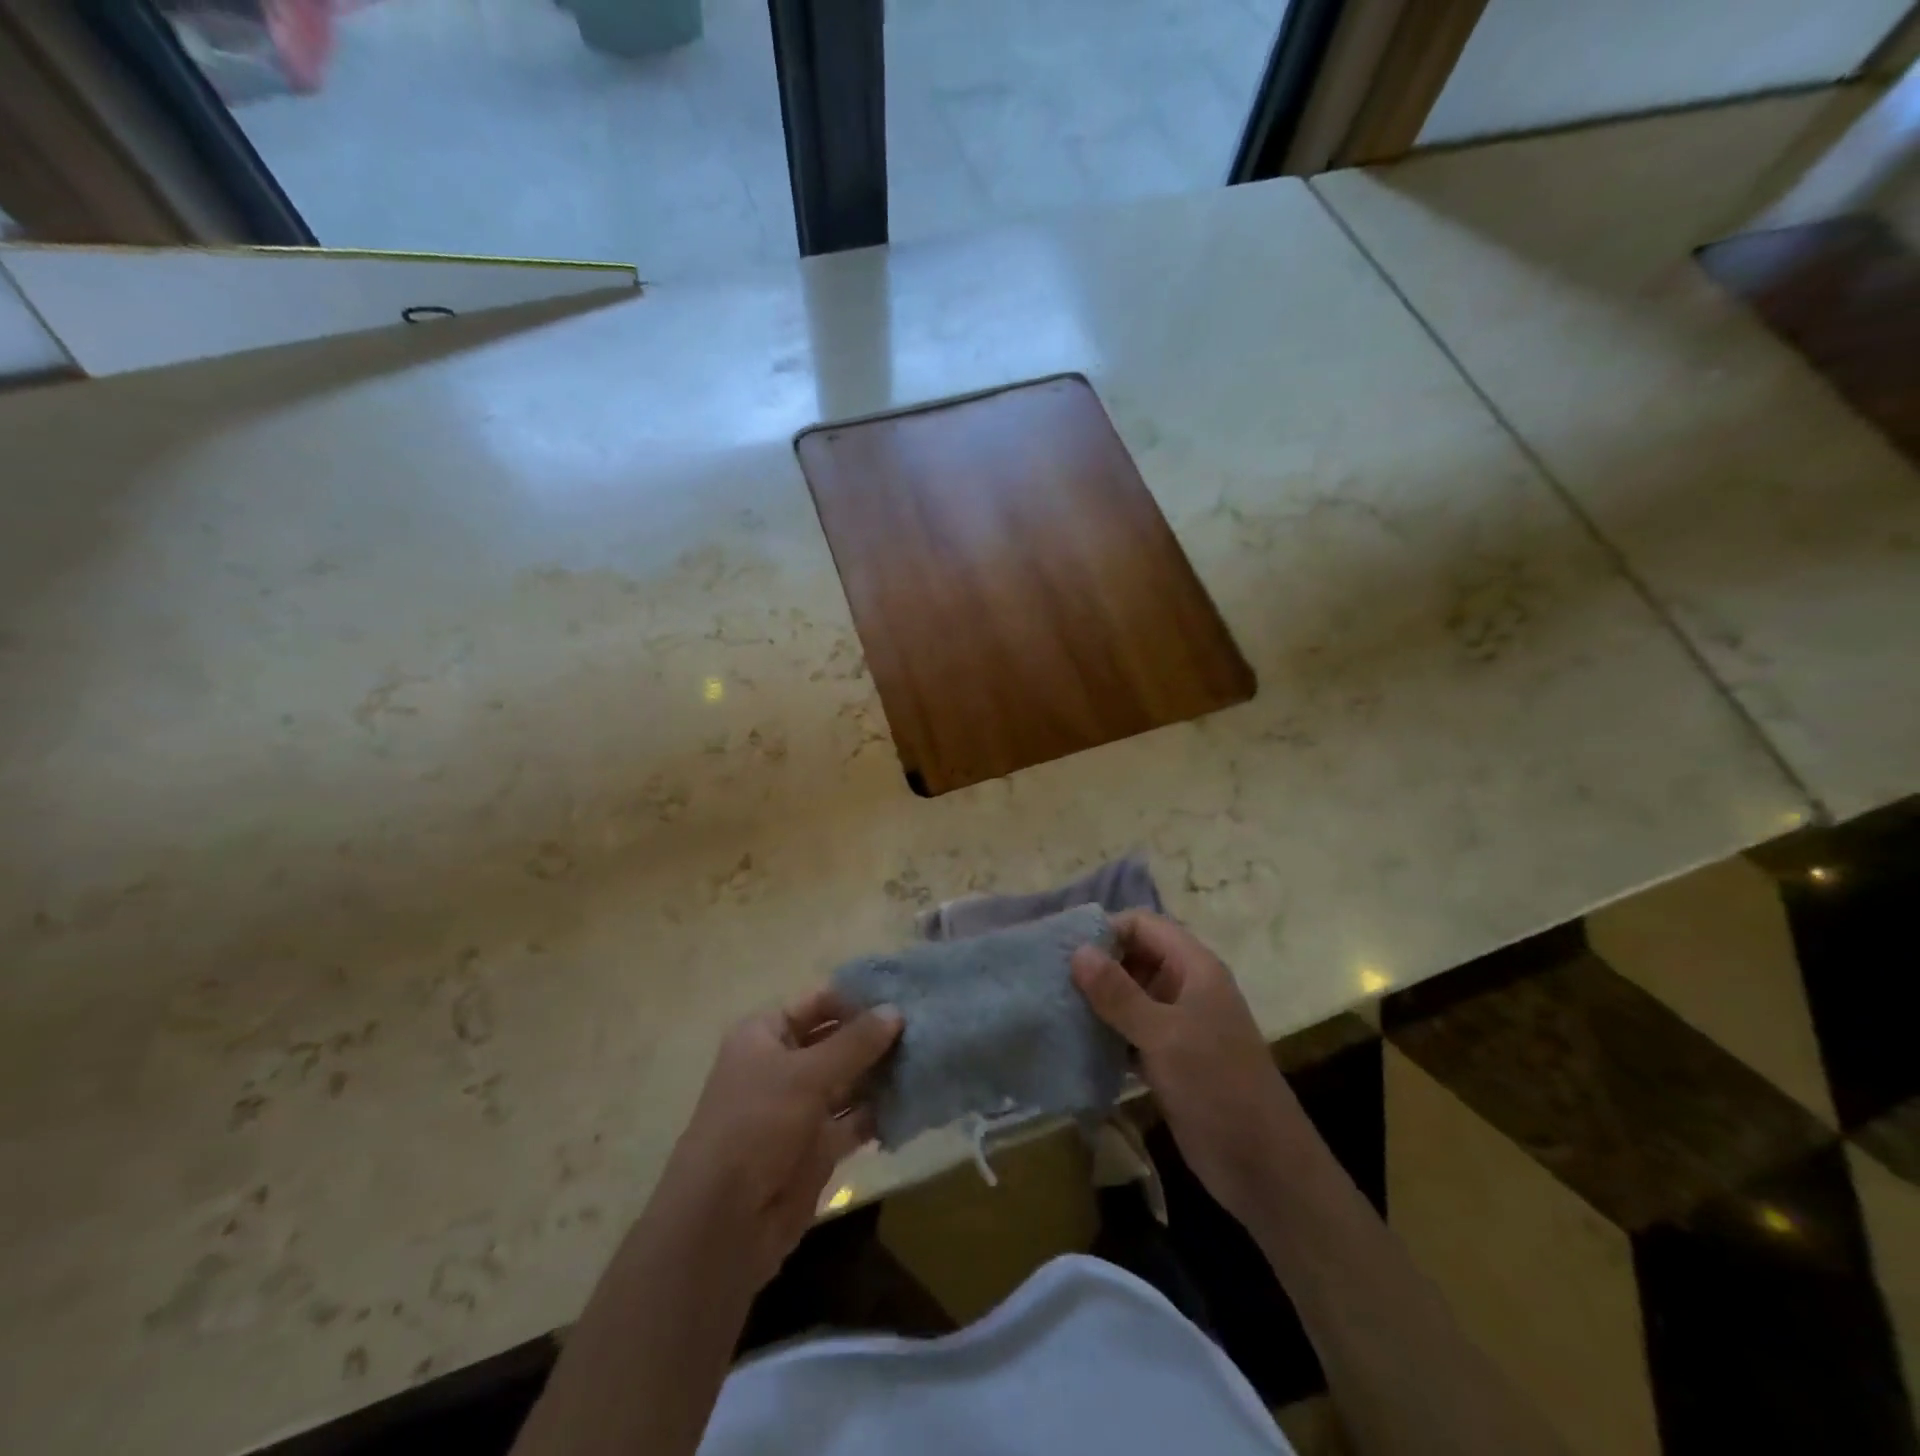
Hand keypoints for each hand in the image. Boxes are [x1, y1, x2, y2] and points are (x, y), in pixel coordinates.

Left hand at [652, 989, 901, 1290]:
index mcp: (766, 1034)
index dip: (858, 997)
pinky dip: (881, 1111)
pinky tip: (916, 1098)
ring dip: (884, 1072)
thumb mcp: (806, 1074)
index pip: (819, 1002)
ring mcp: (801, 1107)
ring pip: (850, 1080)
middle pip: (838, 1040)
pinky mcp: (818, 1146)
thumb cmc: (756, 1126)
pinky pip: (856, 1119)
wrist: (722, 1224)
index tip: (906, 992)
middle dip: (877, 1035)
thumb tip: (896, 1011)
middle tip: (929, 1023)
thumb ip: (854, 1042)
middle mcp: (783, 1065)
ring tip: (931, 1056)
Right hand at [1072, 911, 1306, 1223]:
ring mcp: (1177, 1024)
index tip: (1063, 948)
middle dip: (1095, 965)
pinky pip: (1129, 1031)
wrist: (1264, 1168)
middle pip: (1133, 957)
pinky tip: (1073, 1041)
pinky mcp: (1168, 1058)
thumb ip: (1118, 992)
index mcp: (1194, 968)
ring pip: (1129, 996)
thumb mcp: (1164, 1035)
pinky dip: (1105, 1032)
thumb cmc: (1218, 1087)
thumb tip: (1077, 950)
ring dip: (1096, 1000)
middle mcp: (1185, 987)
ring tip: (1052, 1006)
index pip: (1143, 925)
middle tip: (1050, 979)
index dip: (1106, 930)